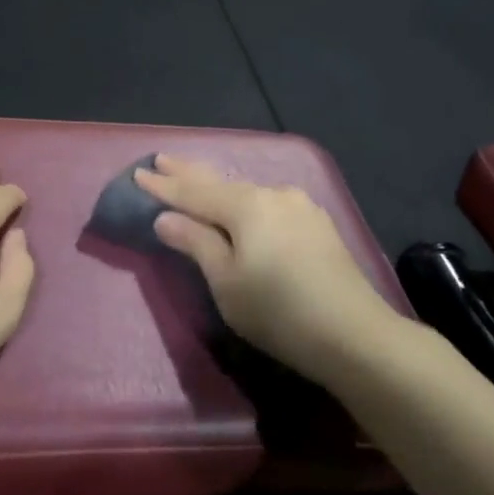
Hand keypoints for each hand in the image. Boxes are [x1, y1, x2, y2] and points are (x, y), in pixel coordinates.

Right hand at [135, 154, 400, 386]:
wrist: (356, 336)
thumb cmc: (278, 311)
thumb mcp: (225, 281)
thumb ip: (195, 242)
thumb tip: (166, 218)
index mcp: (246, 205)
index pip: (193, 191)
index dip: (163, 185)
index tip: (138, 173)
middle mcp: (274, 195)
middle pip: (220, 182)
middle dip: (188, 172)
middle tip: (162, 158)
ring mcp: (300, 208)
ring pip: (246, 192)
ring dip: (217, 187)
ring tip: (194, 179)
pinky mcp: (317, 226)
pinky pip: (267, 204)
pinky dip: (244, 202)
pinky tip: (241, 203)